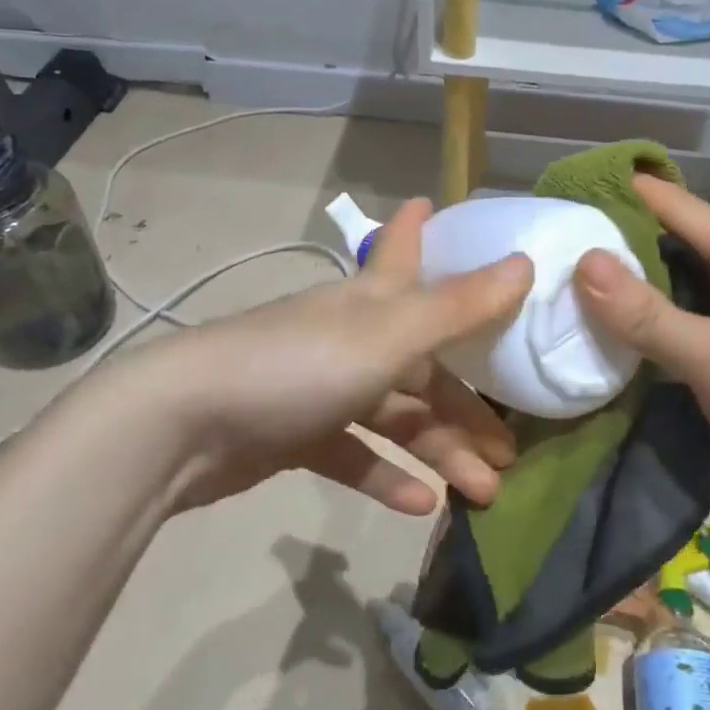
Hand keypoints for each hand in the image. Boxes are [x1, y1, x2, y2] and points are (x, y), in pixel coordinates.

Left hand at [114, 199, 532, 516]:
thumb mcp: (388, 335)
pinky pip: (355, 453)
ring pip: (396, 416)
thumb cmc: (298, 365)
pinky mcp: (297, 434)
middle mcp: (351, 337)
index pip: (403, 252)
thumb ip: (458, 305)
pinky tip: (421, 505)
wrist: (183, 425)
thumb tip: (526, 262)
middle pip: (423, 363)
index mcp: (371, 302)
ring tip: (484, 492)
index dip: (421, 229)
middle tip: (510, 448)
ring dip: (440, 450)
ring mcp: (322, 387)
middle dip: (467, 404)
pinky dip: (387, 475)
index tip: (435, 204)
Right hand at [574, 175, 709, 536]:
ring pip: (657, 302)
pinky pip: (659, 345)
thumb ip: (648, 313)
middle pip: (661, 254)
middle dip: (609, 249)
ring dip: (614, 301)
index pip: (676, 208)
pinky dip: (626, 343)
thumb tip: (582, 260)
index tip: (567, 187)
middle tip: (546, 245)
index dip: (625, 193)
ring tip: (551, 290)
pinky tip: (583, 344)